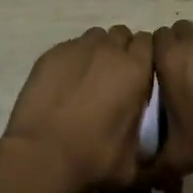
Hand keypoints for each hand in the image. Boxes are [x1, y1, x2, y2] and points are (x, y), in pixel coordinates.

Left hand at [3, 26, 154, 192]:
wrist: (43, 154)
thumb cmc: (94, 157)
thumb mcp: (134, 156)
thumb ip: (144, 131)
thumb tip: (144, 133)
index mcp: (136, 69)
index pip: (148, 42)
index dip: (144, 56)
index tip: (140, 73)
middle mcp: (109, 50)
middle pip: (121, 35)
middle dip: (121, 50)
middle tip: (114, 76)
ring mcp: (78, 48)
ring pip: (95, 37)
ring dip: (97, 51)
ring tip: (89, 76)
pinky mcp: (51, 54)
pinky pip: (70, 47)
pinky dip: (72, 59)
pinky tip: (65, 82)